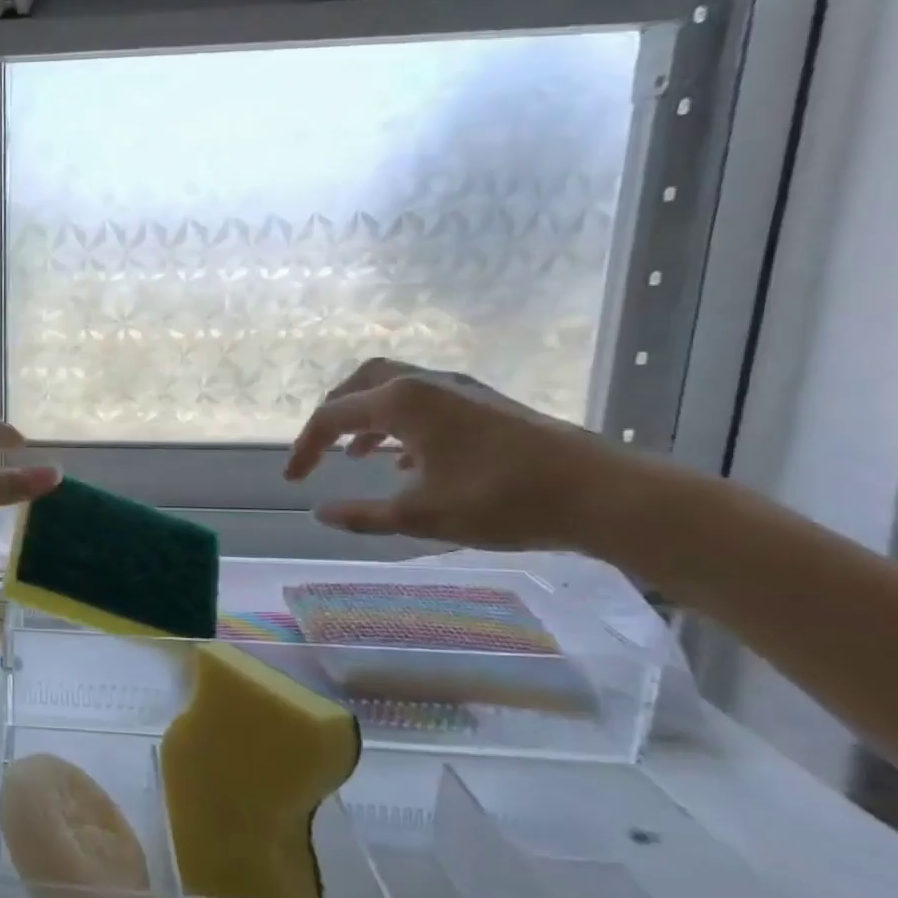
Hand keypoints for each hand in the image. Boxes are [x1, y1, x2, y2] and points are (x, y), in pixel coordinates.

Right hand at [283, 358, 629, 549]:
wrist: (603, 494)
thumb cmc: (501, 501)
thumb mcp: (419, 515)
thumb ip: (361, 514)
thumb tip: (319, 512)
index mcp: (402, 402)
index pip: (332, 416)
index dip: (305, 447)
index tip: (293, 480)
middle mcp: (426, 383)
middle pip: (360, 382)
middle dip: (333, 414)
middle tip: (320, 448)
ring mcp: (460, 389)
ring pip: (395, 388)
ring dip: (367, 417)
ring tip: (356, 455)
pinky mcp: (486, 403)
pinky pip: (424, 401)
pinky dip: (400, 423)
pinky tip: (406, 459)